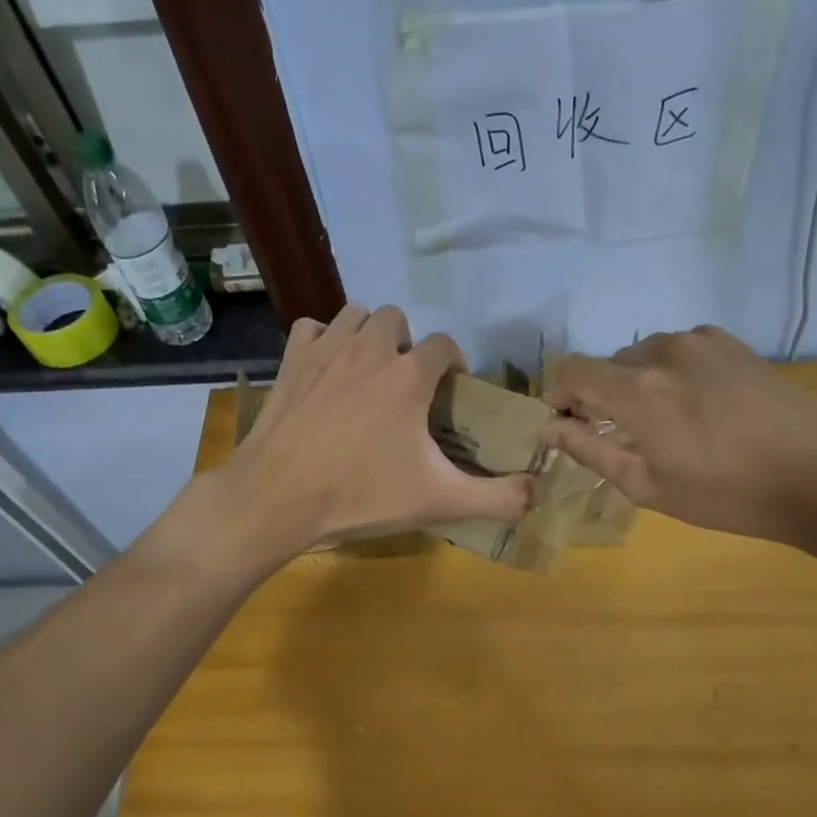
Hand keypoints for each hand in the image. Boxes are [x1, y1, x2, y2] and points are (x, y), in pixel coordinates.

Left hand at [190, 304, 533, 567]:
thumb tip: (537, 493)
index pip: (445, 345)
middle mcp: (371, 348)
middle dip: (407, 344)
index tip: (451, 392)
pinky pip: (313, 328)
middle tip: (404, 385)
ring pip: (355, 314)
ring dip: (368, 335)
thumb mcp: (440, 501)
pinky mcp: (291, 360)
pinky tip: (326, 369)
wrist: (279, 496)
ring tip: (368, 372)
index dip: (454, 364)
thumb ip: (497, 498)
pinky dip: (324, 340)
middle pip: (398, 319)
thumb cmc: (362, 495)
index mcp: (410, 375)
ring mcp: (326, 349)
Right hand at [540, 325, 816, 557]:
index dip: (558, 393)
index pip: (572, 370)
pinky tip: (695, 405)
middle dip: (599, 395)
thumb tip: (548, 428)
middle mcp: (662, 352)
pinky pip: (679, 350)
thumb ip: (591, 451)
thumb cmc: (726, 495)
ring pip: (644, 355)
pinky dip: (670, 372)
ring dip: (637, 383)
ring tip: (662, 422)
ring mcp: (700, 342)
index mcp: (637, 390)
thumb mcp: (649, 486)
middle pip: (608, 364)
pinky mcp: (731, 344)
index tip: (565, 421)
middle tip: (618, 435)